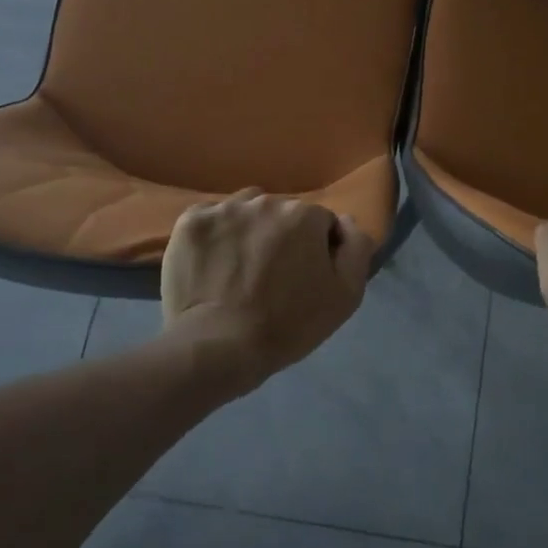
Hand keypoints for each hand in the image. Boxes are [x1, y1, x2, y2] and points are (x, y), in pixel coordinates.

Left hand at [160, 189, 375, 390]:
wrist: (219, 347)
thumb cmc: (288, 325)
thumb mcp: (346, 295)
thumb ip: (356, 248)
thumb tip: (345, 221)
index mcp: (304, 214)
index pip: (319, 223)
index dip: (315, 251)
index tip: (303, 279)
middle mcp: (266, 200)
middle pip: (281, 214)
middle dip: (281, 237)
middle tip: (270, 277)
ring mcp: (224, 208)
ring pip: (245, 212)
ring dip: (248, 231)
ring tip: (239, 269)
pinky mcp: (191, 221)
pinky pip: (210, 219)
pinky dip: (214, 237)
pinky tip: (213, 264)